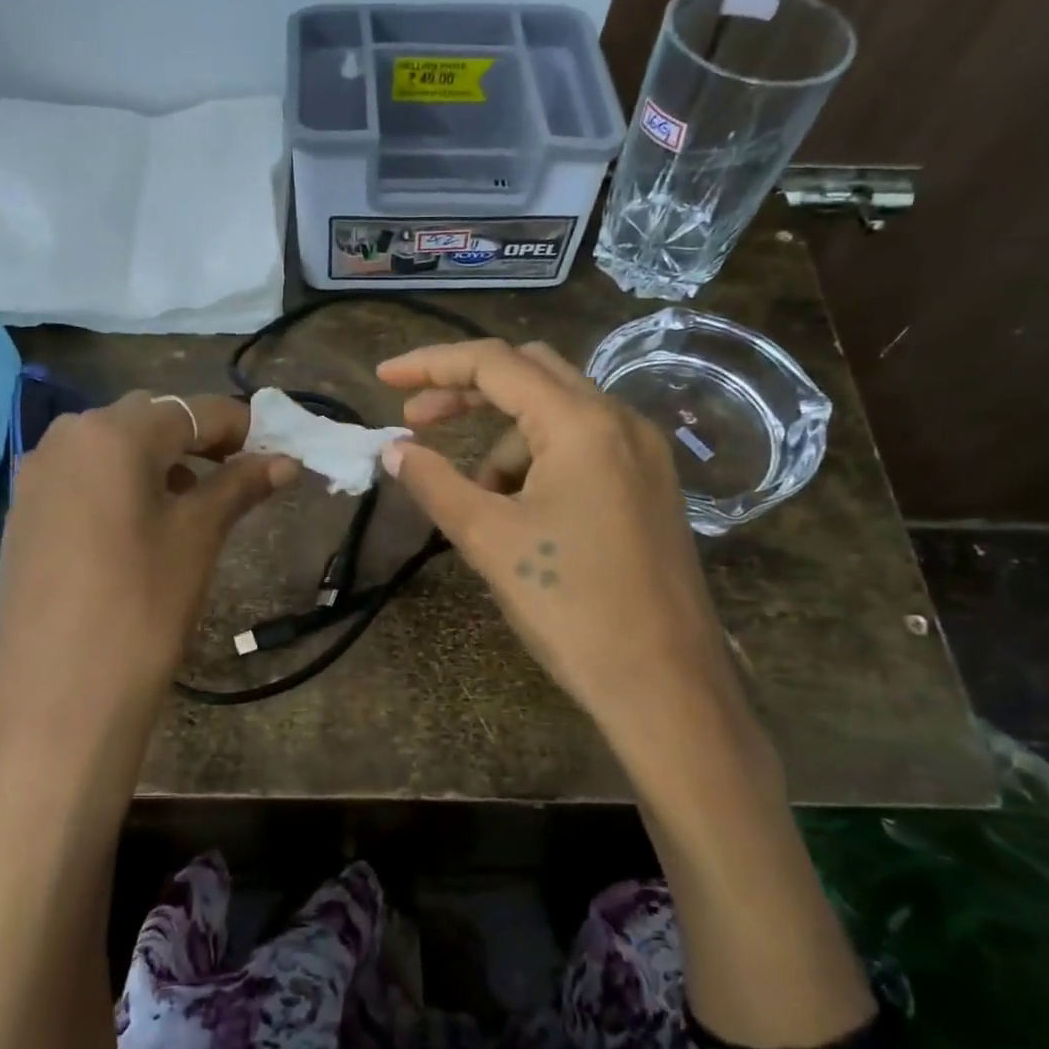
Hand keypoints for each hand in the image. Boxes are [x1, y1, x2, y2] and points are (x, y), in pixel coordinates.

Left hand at [0, 392, 295, 823]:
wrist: (57, 703)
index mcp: (111, 433)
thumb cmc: (142, 608)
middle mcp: (64, 439)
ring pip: (111, 449)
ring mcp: (35, 478)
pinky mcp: (22, 516)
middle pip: (147, 421)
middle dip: (197, 439)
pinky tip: (141, 526)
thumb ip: (240, 486)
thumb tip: (285, 461)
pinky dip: (121, 486)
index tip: (275, 449)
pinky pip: (82, 480)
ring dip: (158, 462)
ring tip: (193, 502)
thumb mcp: (198, 538)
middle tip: (238, 475)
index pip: (191, 411)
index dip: (240, 426)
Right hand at [377, 339, 748, 746]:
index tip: (384, 378)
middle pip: (530, 375)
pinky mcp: (649, 487)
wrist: (665, 685)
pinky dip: (539, 467)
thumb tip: (394, 450)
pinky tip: (523, 518)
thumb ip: (435, 483)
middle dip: (468, 394)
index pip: (495, 364)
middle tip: (417, 425)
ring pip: (555, 419)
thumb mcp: (490, 540)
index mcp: (582, 423)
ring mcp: (642, 454)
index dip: (431, 364)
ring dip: (504, 447)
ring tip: (480, 508)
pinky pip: (582, 450)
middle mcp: (620, 422)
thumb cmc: (571, 607)